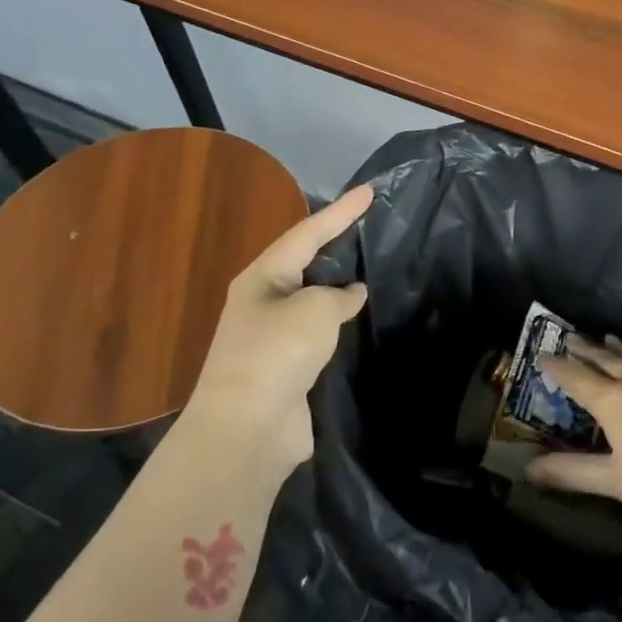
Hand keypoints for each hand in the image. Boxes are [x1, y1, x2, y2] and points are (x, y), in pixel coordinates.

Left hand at [182, 184, 371, 478]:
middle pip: (307, 263)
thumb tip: (351, 295)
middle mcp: (264, 303)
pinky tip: (363, 321)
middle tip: (372, 225)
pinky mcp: (288, 370)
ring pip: (314, 301)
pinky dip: (341, 325)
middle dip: (337, 244)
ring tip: (374, 269)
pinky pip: (320, 335)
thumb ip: (339, 295)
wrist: (247, 431)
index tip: (370, 191)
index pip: (307, 233)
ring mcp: (274, 339)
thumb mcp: (315, 310)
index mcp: (262, 278)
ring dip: (340, 288)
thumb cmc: (277, 354)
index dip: (341, 211)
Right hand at [525, 336, 621, 519]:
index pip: (576, 377)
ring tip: (608, 337)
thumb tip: (528, 469)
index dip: (557, 367)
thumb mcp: (616, 481)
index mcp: (612, 400)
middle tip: (570, 336)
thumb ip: (572, 473)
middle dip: (585, 348)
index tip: (542, 356)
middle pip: (604, 357)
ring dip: (619, 345)